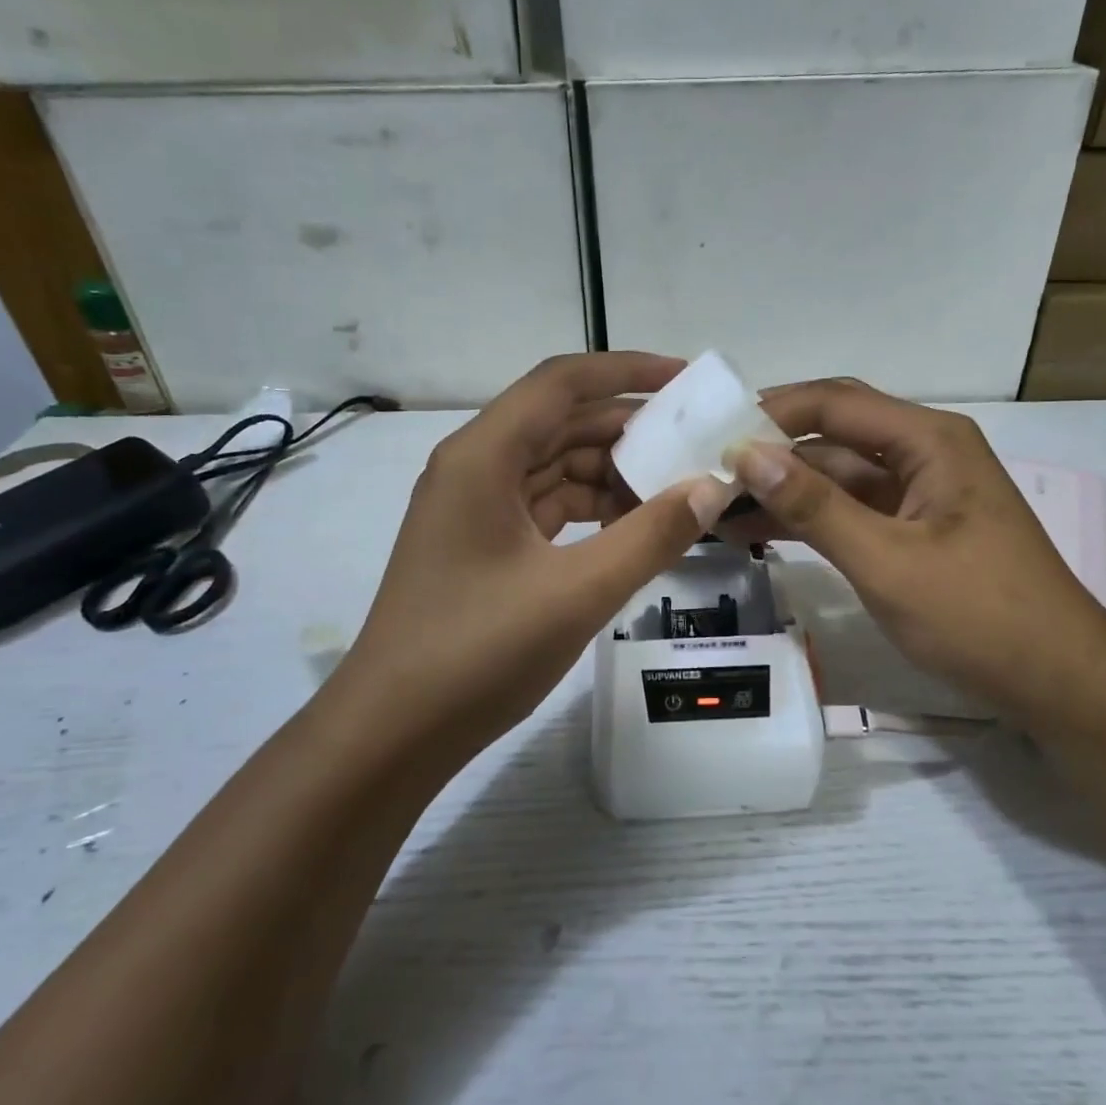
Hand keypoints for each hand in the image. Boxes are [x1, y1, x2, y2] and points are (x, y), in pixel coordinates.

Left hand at [340, 354, 732, 761]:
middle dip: (629, 428)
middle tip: (696, 442)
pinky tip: (634, 525)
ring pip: (556, 466)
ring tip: (677, 488)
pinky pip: (548, 506)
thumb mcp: (577, 593)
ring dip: (613, 473)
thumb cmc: (477, 654)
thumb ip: (651, 536)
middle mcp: (475, 467)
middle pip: (561, 422)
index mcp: (483, 456)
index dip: (627, 371)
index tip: (686, 380)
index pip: (562, 383)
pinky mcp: (484, 543)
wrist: (393, 733)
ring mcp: (476, 508)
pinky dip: (592, 509)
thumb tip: (711, 488)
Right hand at [729, 378, 1105, 732]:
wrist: (1058, 684)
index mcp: (929, 440)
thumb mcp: (887, 561)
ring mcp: (920, 494)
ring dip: (782, 491)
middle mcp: (924, 454)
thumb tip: (745, 453)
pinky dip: (809, 520)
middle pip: (832, 436)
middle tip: (704, 472)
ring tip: (716, 509)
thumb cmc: (979, 616)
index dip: (770, 413)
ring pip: (836, 477)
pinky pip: (851, 512)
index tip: (710, 435)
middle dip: (770, 453)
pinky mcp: (914, 532)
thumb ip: (815, 506)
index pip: (834, 404)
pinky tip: (759, 533)